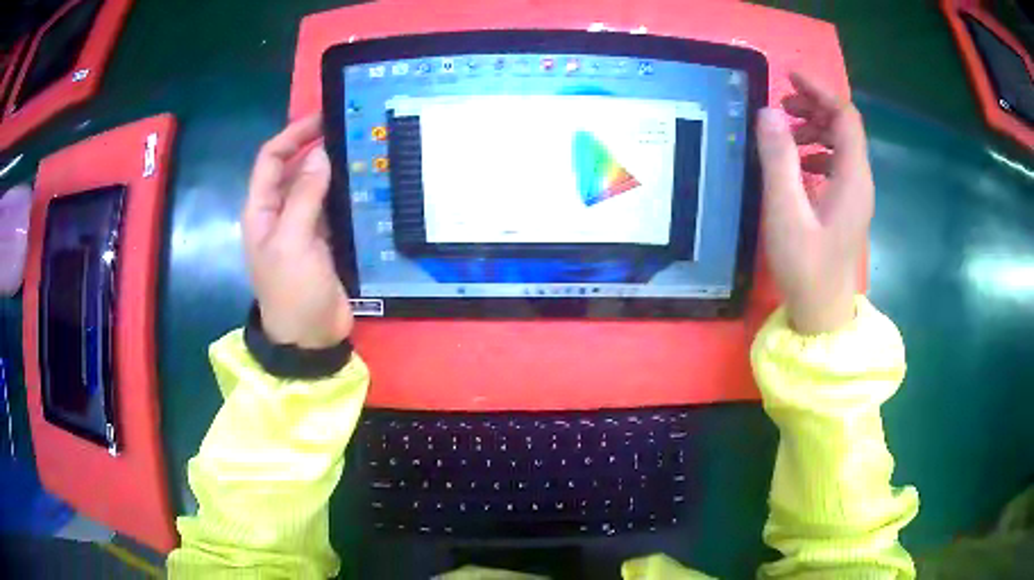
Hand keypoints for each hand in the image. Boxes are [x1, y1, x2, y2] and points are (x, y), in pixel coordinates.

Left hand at [243, 114, 352, 347]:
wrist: (310, 339)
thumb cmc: (292, 290)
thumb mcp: (292, 241)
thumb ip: (305, 196)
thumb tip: (321, 154)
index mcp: (262, 210)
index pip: (272, 159)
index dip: (293, 135)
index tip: (323, 119)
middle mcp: (280, 212)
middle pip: (296, 168)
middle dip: (318, 148)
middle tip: (352, 131)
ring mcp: (303, 227)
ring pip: (317, 186)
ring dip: (336, 169)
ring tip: (365, 151)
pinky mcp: (325, 240)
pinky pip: (334, 207)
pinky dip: (347, 193)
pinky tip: (368, 183)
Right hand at [756, 72, 873, 333]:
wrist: (822, 315)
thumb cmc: (806, 268)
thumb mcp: (786, 213)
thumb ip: (778, 160)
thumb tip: (769, 112)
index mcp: (853, 177)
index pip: (845, 116)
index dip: (820, 89)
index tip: (788, 76)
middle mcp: (860, 180)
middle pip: (844, 126)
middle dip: (814, 106)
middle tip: (781, 105)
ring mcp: (855, 194)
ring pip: (840, 144)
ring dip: (813, 128)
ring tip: (783, 133)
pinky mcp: (845, 206)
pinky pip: (835, 164)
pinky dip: (815, 151)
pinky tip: (795, 162)